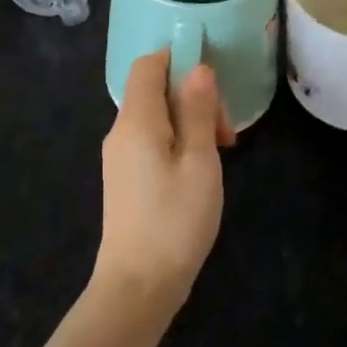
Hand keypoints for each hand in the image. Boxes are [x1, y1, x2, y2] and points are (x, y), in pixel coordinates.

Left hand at [97, 50, 231, 307]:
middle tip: (227, 135)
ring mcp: (119, 156)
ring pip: (156, 118)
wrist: (138, 285)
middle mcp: (120, 131)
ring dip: (190, 123)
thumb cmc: (175, 221)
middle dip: (193, 98)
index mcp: (136, 121)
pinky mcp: (124, 178)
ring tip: (220, 154)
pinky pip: (151, 141)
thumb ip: (198, 111)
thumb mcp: (199, 162)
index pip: (147, 65)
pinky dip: (177, 142)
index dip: (178, 60)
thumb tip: (197, 69)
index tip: (214, 84)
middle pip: (154, 91)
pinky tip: (199, 170)